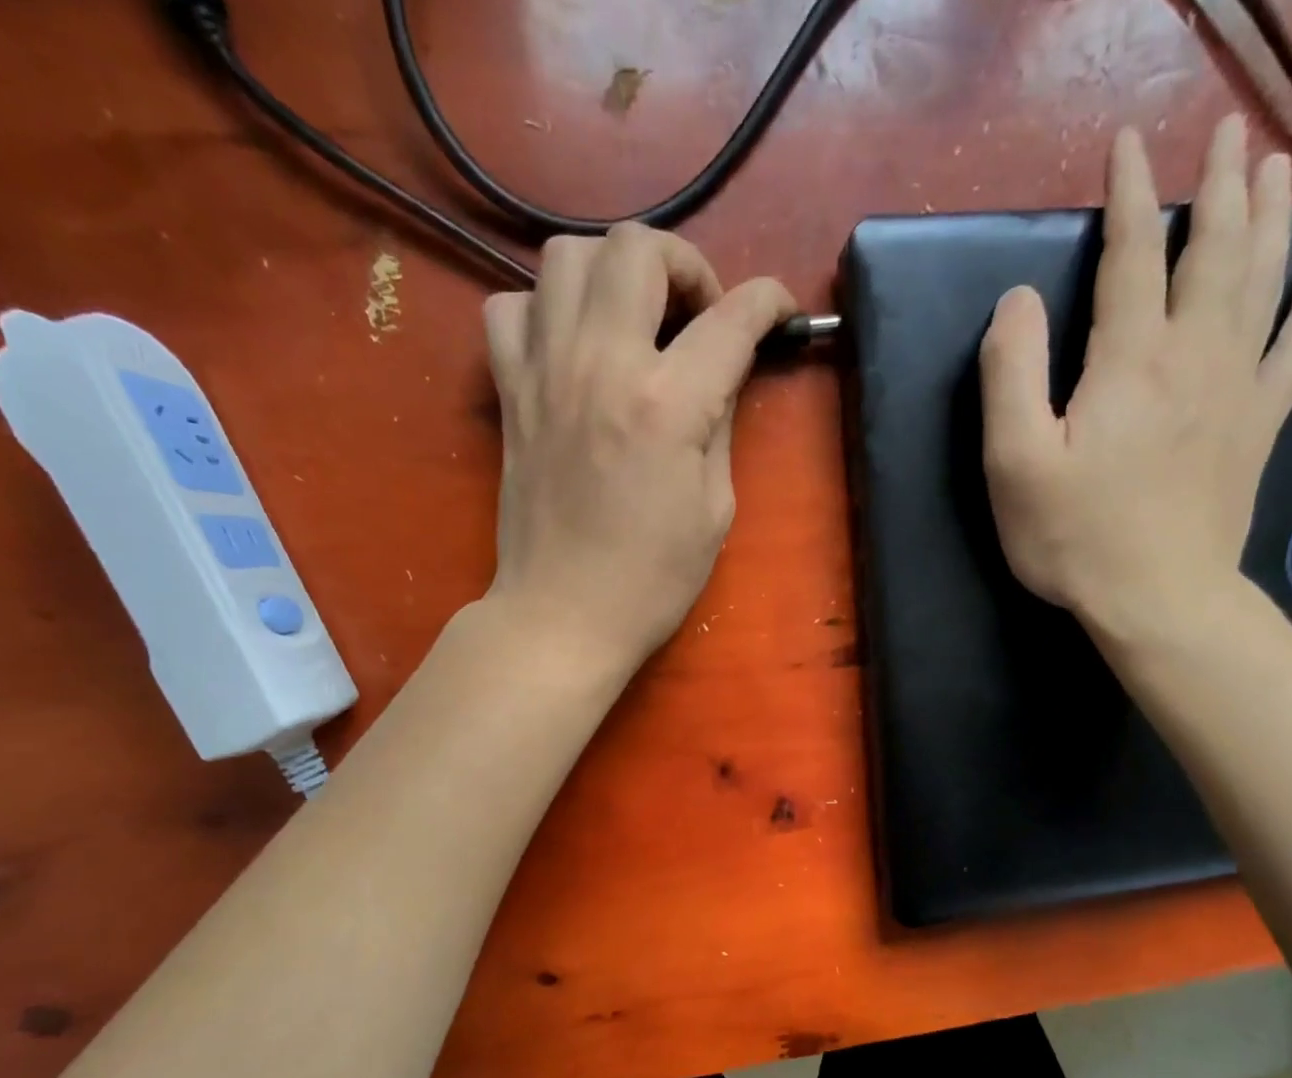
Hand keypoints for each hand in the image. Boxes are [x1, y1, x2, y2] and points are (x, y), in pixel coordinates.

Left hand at [481, 224, 795, 672]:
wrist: (563, 616)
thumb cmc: (651, 580)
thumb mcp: (714, 508)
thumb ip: (720, 423)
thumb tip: (721, 372)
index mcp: (667, 404)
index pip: (731, 317)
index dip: (769, 301)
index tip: (781, 311)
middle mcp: (601, 364)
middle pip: (637, 247)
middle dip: (684, 264)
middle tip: (697, 314)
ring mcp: (545, 372)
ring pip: (565, 255)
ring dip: (612, 272)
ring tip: (633, 320)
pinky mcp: (510, 392)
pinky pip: (511, 307)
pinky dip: (545, 309)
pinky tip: (570, 347)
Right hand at [979, 115, 1291, 640]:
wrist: (1157, 598)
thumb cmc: (1074, 536)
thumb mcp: (1014, 462)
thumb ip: (1010, 374)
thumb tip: (1018, 300)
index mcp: (1130, 359)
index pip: (1133, 254)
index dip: (1130, 194)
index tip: (1128, 144)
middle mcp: (1195, 355)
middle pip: (1215, 250)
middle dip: (1218, 186)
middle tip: (1229, 134)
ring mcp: (1237, 389)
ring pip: (1263, 282)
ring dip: (1272, 219)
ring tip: (1277, 169)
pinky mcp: (1257, 427)